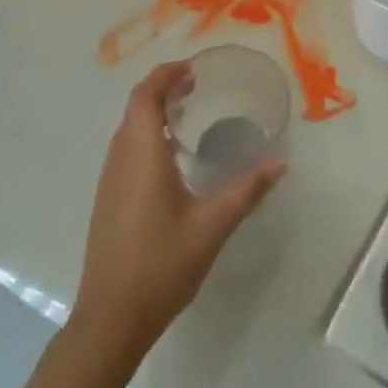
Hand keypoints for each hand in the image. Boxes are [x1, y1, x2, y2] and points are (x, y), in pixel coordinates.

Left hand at [72, 61, 284, 360]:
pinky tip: (171, 160)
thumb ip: (247, 190)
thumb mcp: (213, 225)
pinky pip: (125, 152)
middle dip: (162, 90)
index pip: (145, 97)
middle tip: (197, 88)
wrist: (110, 319)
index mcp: (141, 156)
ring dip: (151, 113)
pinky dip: (145, 137)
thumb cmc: (161, 265)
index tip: (193, 69)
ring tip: (187, 115)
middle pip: (134, 109)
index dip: (165, 75)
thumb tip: (280, 163)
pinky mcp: (107, 202)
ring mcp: (108, 183)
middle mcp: (119, 161)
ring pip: (126, 131)